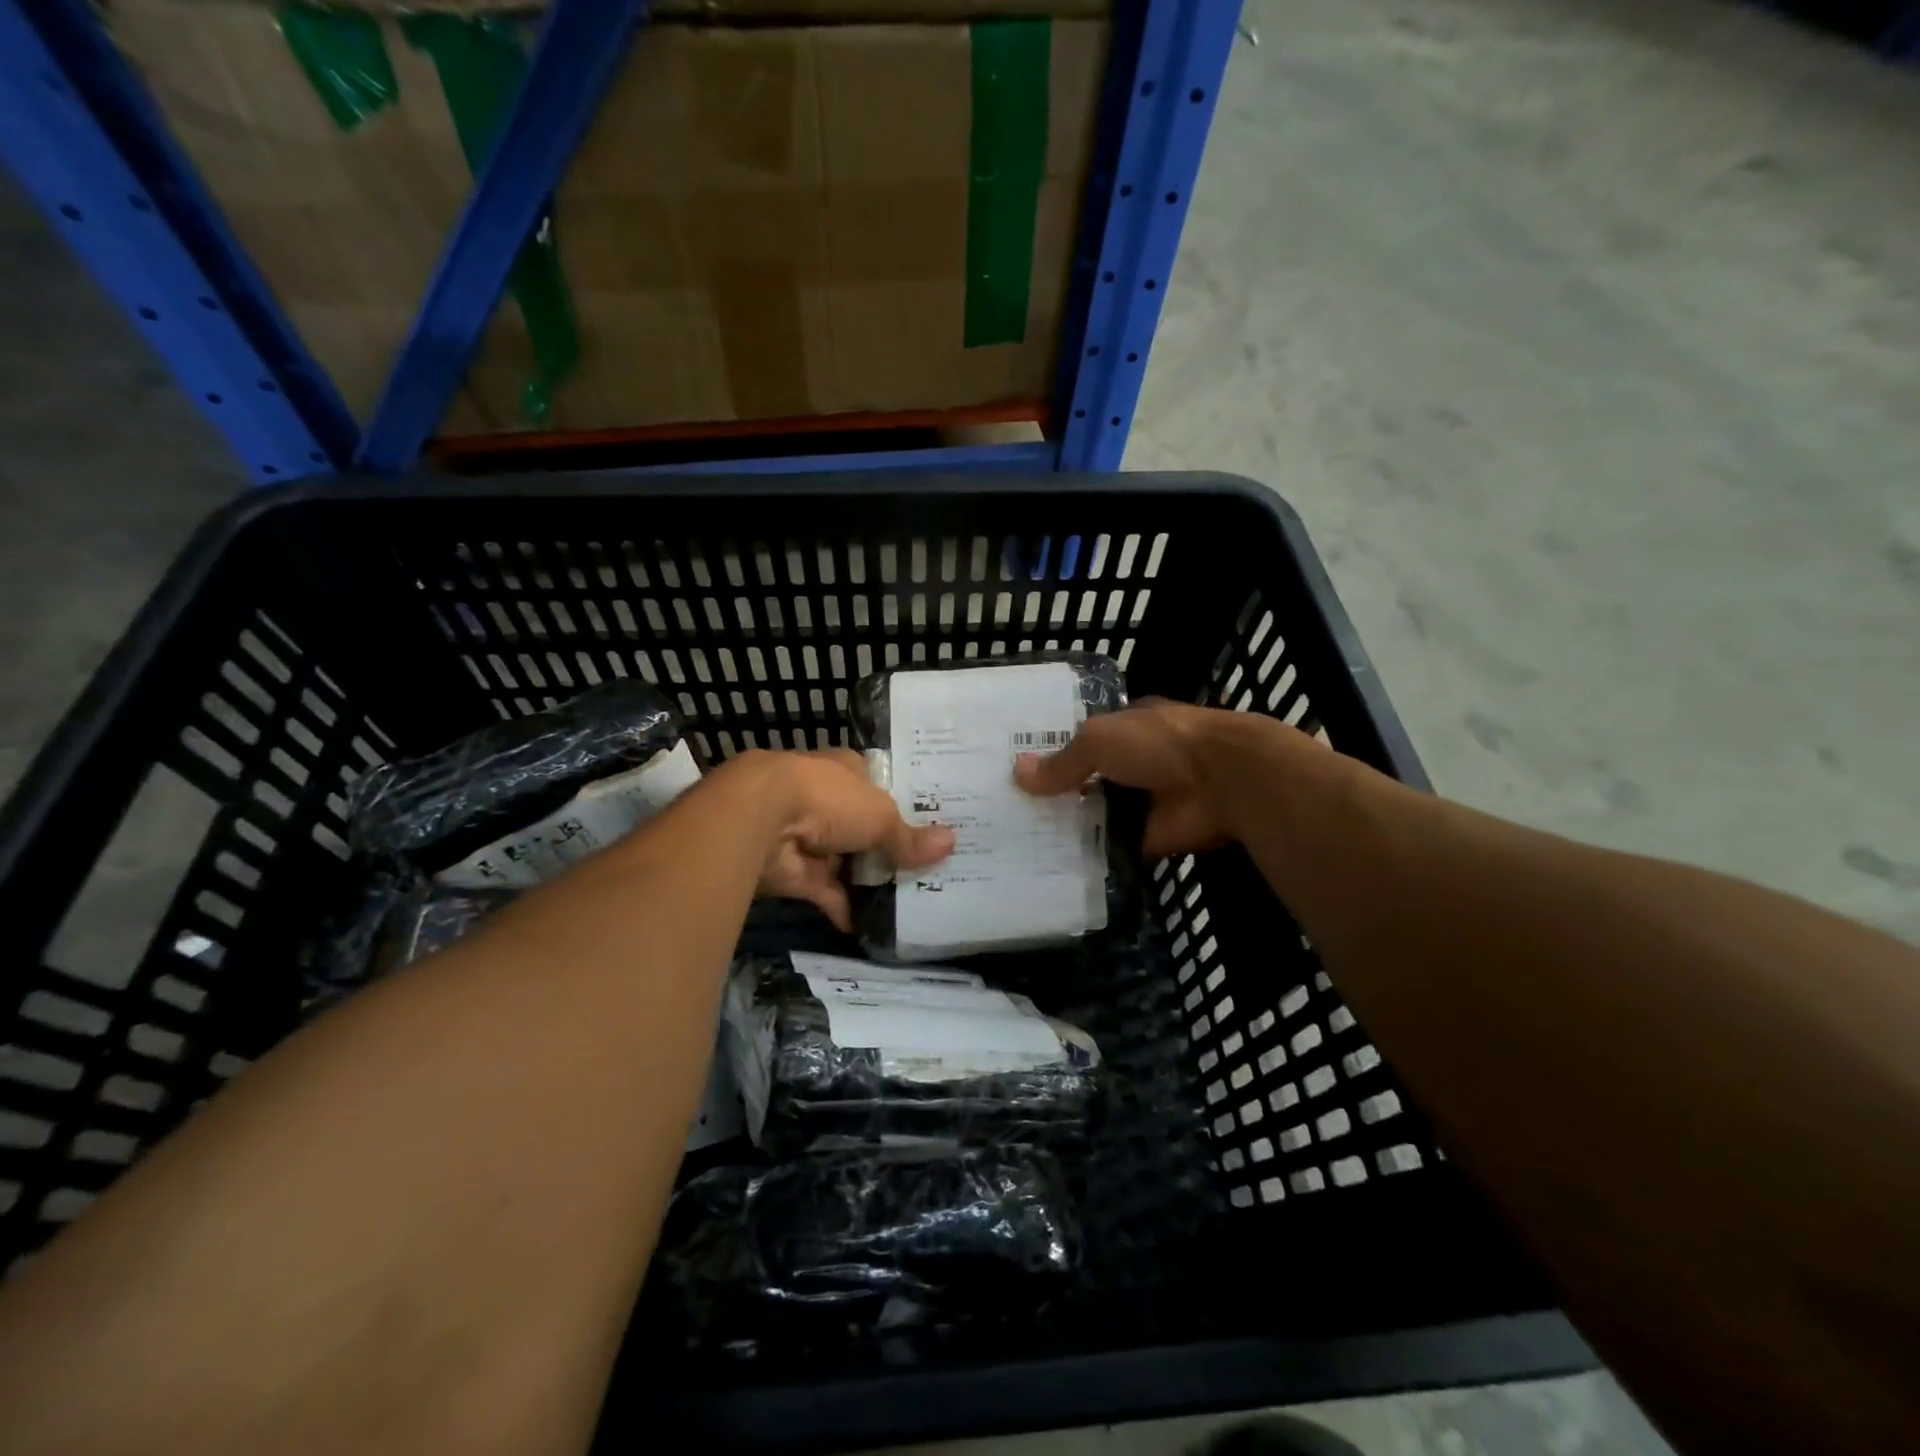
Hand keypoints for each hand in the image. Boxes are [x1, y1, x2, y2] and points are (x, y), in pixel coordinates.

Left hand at [728, 749, 952, 929]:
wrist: (761, 821)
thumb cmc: (828, 798)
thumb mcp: (881, 816)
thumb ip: (909, 837)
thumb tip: (951, 843)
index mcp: (846, 771)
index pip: (877, 786)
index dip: (901, 805)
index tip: (929, 827)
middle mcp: (826, 800)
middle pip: (864, 827)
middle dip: (888, 849)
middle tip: (928, 871)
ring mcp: (810, 838)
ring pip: (847, 862)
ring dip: (869, 882)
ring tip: (911, 902)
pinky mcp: (796, 873)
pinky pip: (828, 893)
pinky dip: (847, 909)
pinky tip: (875, 928)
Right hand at [1015, 701, 1317, 858]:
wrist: (1222, 782)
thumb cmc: (1159, 743)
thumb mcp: (1100, 740)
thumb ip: (1062, 761)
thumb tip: (1017, 774)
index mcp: (1124, 728)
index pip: (1080, 739)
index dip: (1049, 751)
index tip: (1012, 770)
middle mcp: (1131, 764)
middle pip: (1083, 780)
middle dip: (1051, 794)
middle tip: (1003, 812)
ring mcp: (1139, 803)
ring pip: (1093, 816)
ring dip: (1064, 828)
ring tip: (1014, 842)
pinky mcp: (1145, 839)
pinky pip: (1107, 849)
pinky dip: (1084, 857)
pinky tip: (1045, 866)